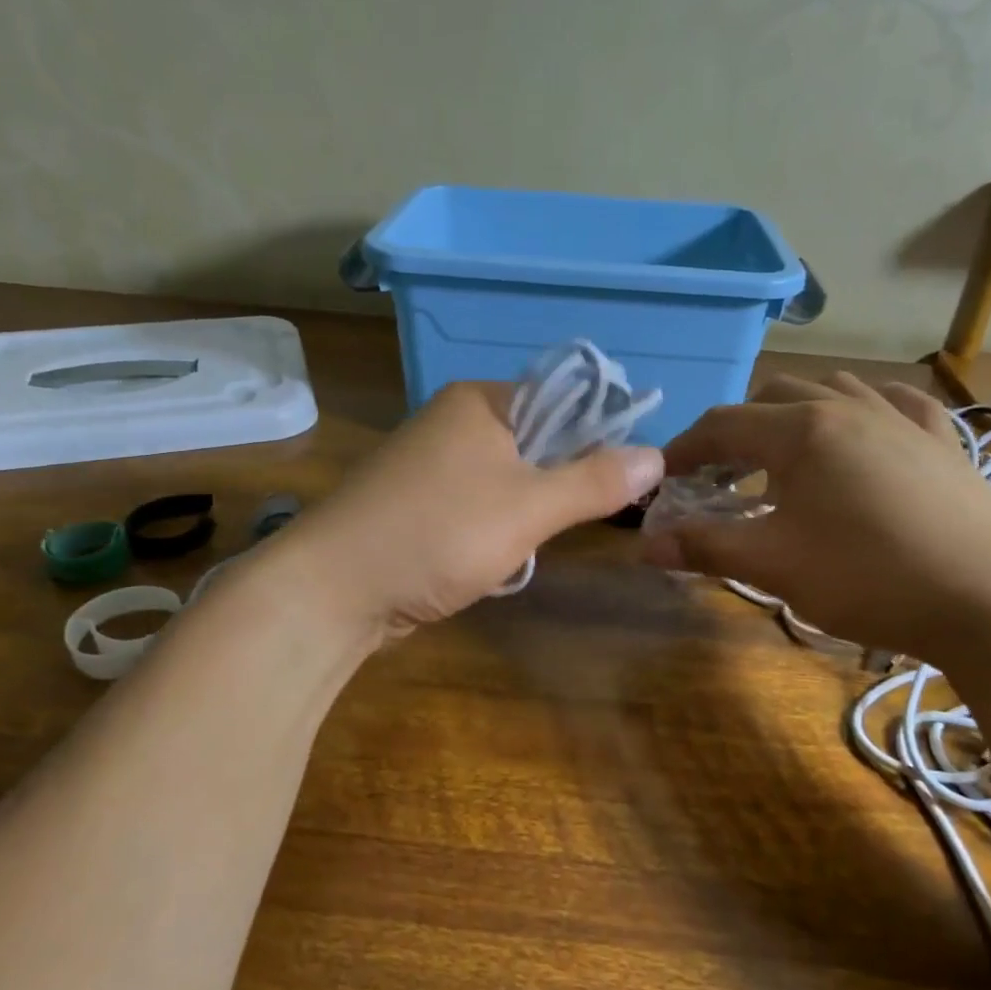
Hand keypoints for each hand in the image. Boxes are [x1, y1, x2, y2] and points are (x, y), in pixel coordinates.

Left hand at [276, 382, 663, 634]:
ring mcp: (432, 466)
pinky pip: (479, 508)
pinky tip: (496, 562)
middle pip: (537, 441)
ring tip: (529, 546)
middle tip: (578, 521)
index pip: (562, 399)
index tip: (626, 478)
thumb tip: (658, 455)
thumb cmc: (437, 534)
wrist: (333, 591)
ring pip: (510, 481)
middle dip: (561, 484)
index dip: (599, 433)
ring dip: (529, 515)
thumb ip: (594, 481)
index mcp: (480, 402)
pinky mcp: (419, 506)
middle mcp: (454, 422)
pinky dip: (497, 532)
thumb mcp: (529, 507)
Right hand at [642, 373, 990, 659]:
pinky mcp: (943, 441)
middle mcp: (848, 408)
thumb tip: (646, 545)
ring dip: (794, 414)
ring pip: (832, 390)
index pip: (722, 425)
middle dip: (737, 431)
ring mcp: (902, 419)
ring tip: (784, 457)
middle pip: (772, 397)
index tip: (663, 479)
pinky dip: (863, 410)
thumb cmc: (870, 578)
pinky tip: (864, 430)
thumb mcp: (775, 566)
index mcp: (801, 431)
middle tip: (721, 478)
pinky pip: (894, 403)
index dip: (684, 449)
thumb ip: (706, 547)